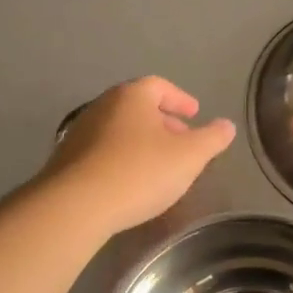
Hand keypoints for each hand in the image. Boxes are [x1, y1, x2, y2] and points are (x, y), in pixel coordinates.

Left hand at [41, 77, 235, 236]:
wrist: (75, 206)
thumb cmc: (139, 172)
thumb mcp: (189, 157)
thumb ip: (212, 139)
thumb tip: (226, 125)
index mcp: (132, 96)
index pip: (160, 86)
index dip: (180, 99)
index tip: (195, 114)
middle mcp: (103, 106)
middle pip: (138, 106)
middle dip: (163, 121)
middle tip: (181, 140)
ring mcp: (80, 132)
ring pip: (120, 129)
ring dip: (141, 141)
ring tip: (158, 164)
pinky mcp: (66, 160)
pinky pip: (102, 151)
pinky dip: (122, 158)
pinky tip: (130, 181)